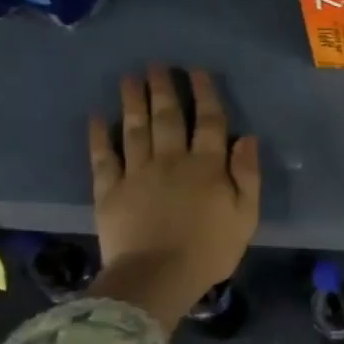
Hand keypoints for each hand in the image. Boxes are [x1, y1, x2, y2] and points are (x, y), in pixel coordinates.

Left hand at [85, 65, 260, 327]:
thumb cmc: (210, 250)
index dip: (204, 94)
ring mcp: (136, 173)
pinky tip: (96, 117)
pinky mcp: (109, 191)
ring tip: (129, 78)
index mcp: (206, 166)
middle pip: (168, 117)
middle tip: (156, 65)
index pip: (208, 121)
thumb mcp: (246, 216)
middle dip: (163, 88)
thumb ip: (247, 175)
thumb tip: (247, 137)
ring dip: (132, 101)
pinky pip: (103, 157)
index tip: (196, 72)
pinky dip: (98, 136)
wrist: (157, 278)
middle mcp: (171, 160)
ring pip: (135, 129)